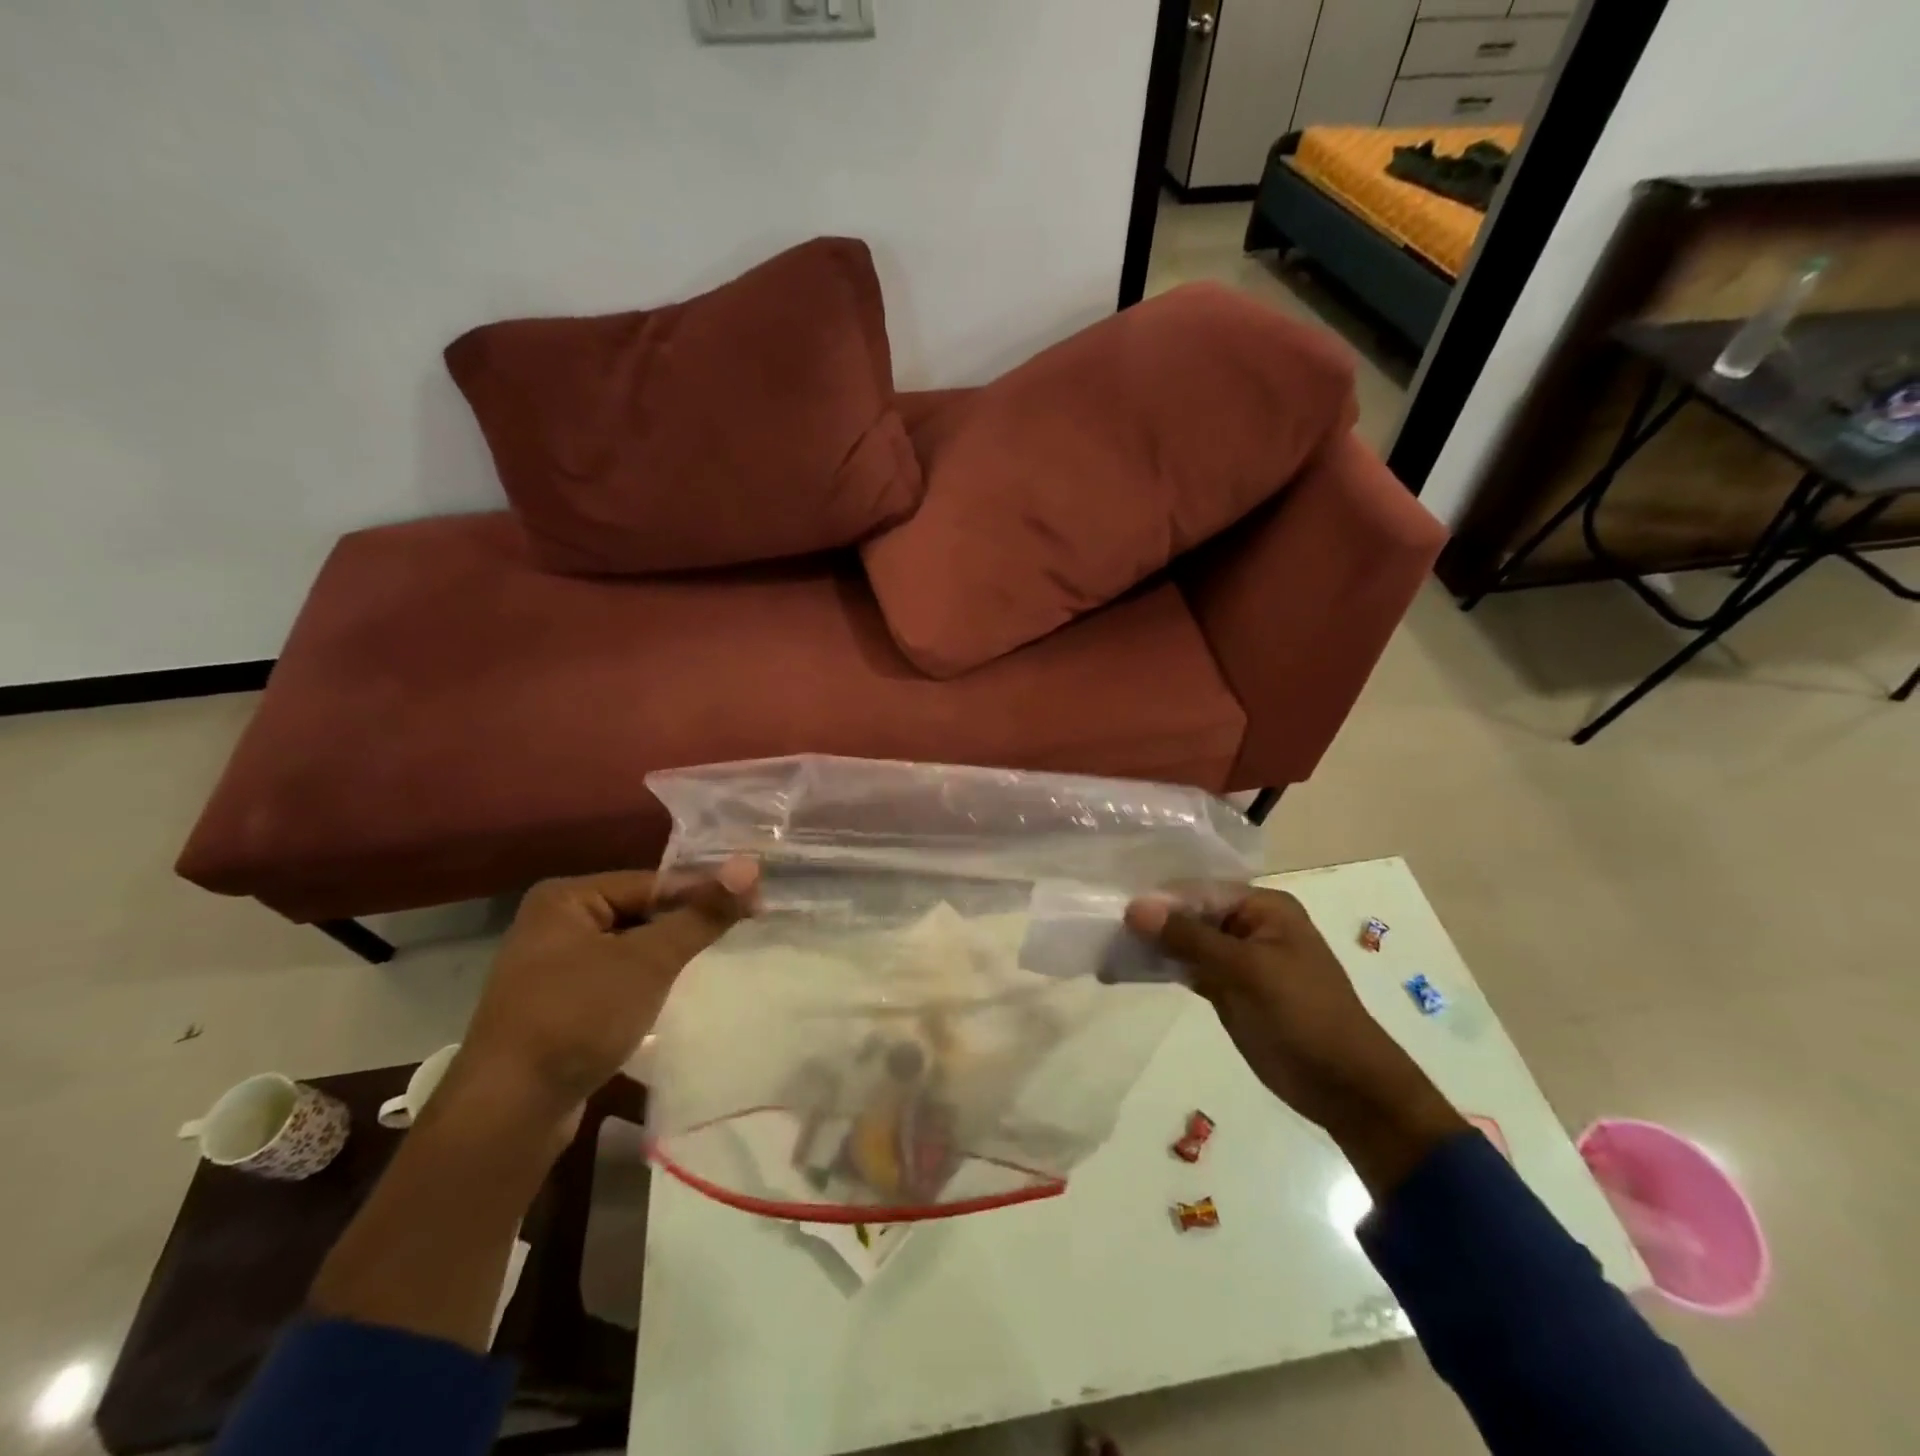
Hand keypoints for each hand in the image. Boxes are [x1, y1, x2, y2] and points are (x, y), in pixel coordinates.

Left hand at [450, 859, 758, 1128]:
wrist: (508, 1112)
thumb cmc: (578, 1017)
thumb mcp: (649, 961)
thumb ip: (701, 914)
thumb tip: (750, 866)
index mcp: (566, 897)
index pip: (653, 883)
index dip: (704, 892)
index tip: (754, 904)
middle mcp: (553, 923)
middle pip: (640, 912)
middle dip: (685, 924)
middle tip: (739, 931)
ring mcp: (550, 968)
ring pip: (628, 947)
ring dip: (667, 955)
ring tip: (710, 961)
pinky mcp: (556, 1006)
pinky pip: (613, 978)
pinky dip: (644, 982)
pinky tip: (668, 995)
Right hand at [1125, 886, 1464, 1196]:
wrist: (1345, 1087)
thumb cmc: (1304, 1015)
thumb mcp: (1246, 970)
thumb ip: (1189, 937)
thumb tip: (1134, 907)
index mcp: (1262, 907)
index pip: (1198, 891)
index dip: (1158, 899)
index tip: (1113, 911)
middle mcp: (1247, 924)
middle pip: (1189, 914)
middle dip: (1149, 922)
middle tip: (1101, 931)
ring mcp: (1236, 958)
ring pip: (1184, 941)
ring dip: (1150, 945)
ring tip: (1105, 950)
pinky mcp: (1227, 988)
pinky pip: (1187, 968)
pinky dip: (1161, 968)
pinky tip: (1126, 969)